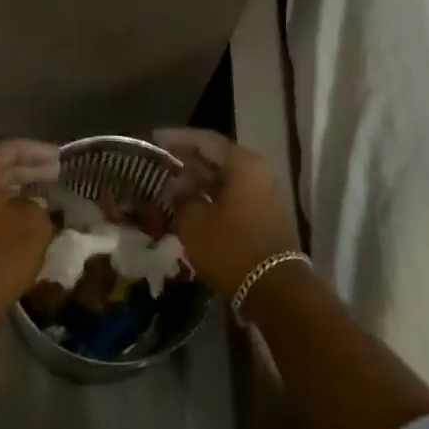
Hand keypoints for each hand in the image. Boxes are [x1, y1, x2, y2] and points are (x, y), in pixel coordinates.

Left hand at [0, 139, 59, 328]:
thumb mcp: (34, 224)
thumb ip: (38, 204)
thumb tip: (31, 205)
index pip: (7, 149)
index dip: (38, 151)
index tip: (61, 157)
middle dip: (27, 168)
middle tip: (56, 172)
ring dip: (15, 186)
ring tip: (45, 190)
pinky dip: (1, 203)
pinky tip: (24, 211)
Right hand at [153, 127, 299, 295]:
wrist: (275, 290)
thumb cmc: (231, 247)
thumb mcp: (194, 221)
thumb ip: (181, 197)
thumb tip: (177, 188)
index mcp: (241, 163)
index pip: (204, 140)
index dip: (176, 138)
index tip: (153, 139)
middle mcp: (257, 171)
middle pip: (217, 157)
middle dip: (187, 160)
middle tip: (160, 162)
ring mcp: (265, 194)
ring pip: (225, 178)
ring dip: (199, 180)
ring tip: (170, 184)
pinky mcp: (265, 215)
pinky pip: (233, 195)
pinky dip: (211, 196)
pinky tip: (191, 205)